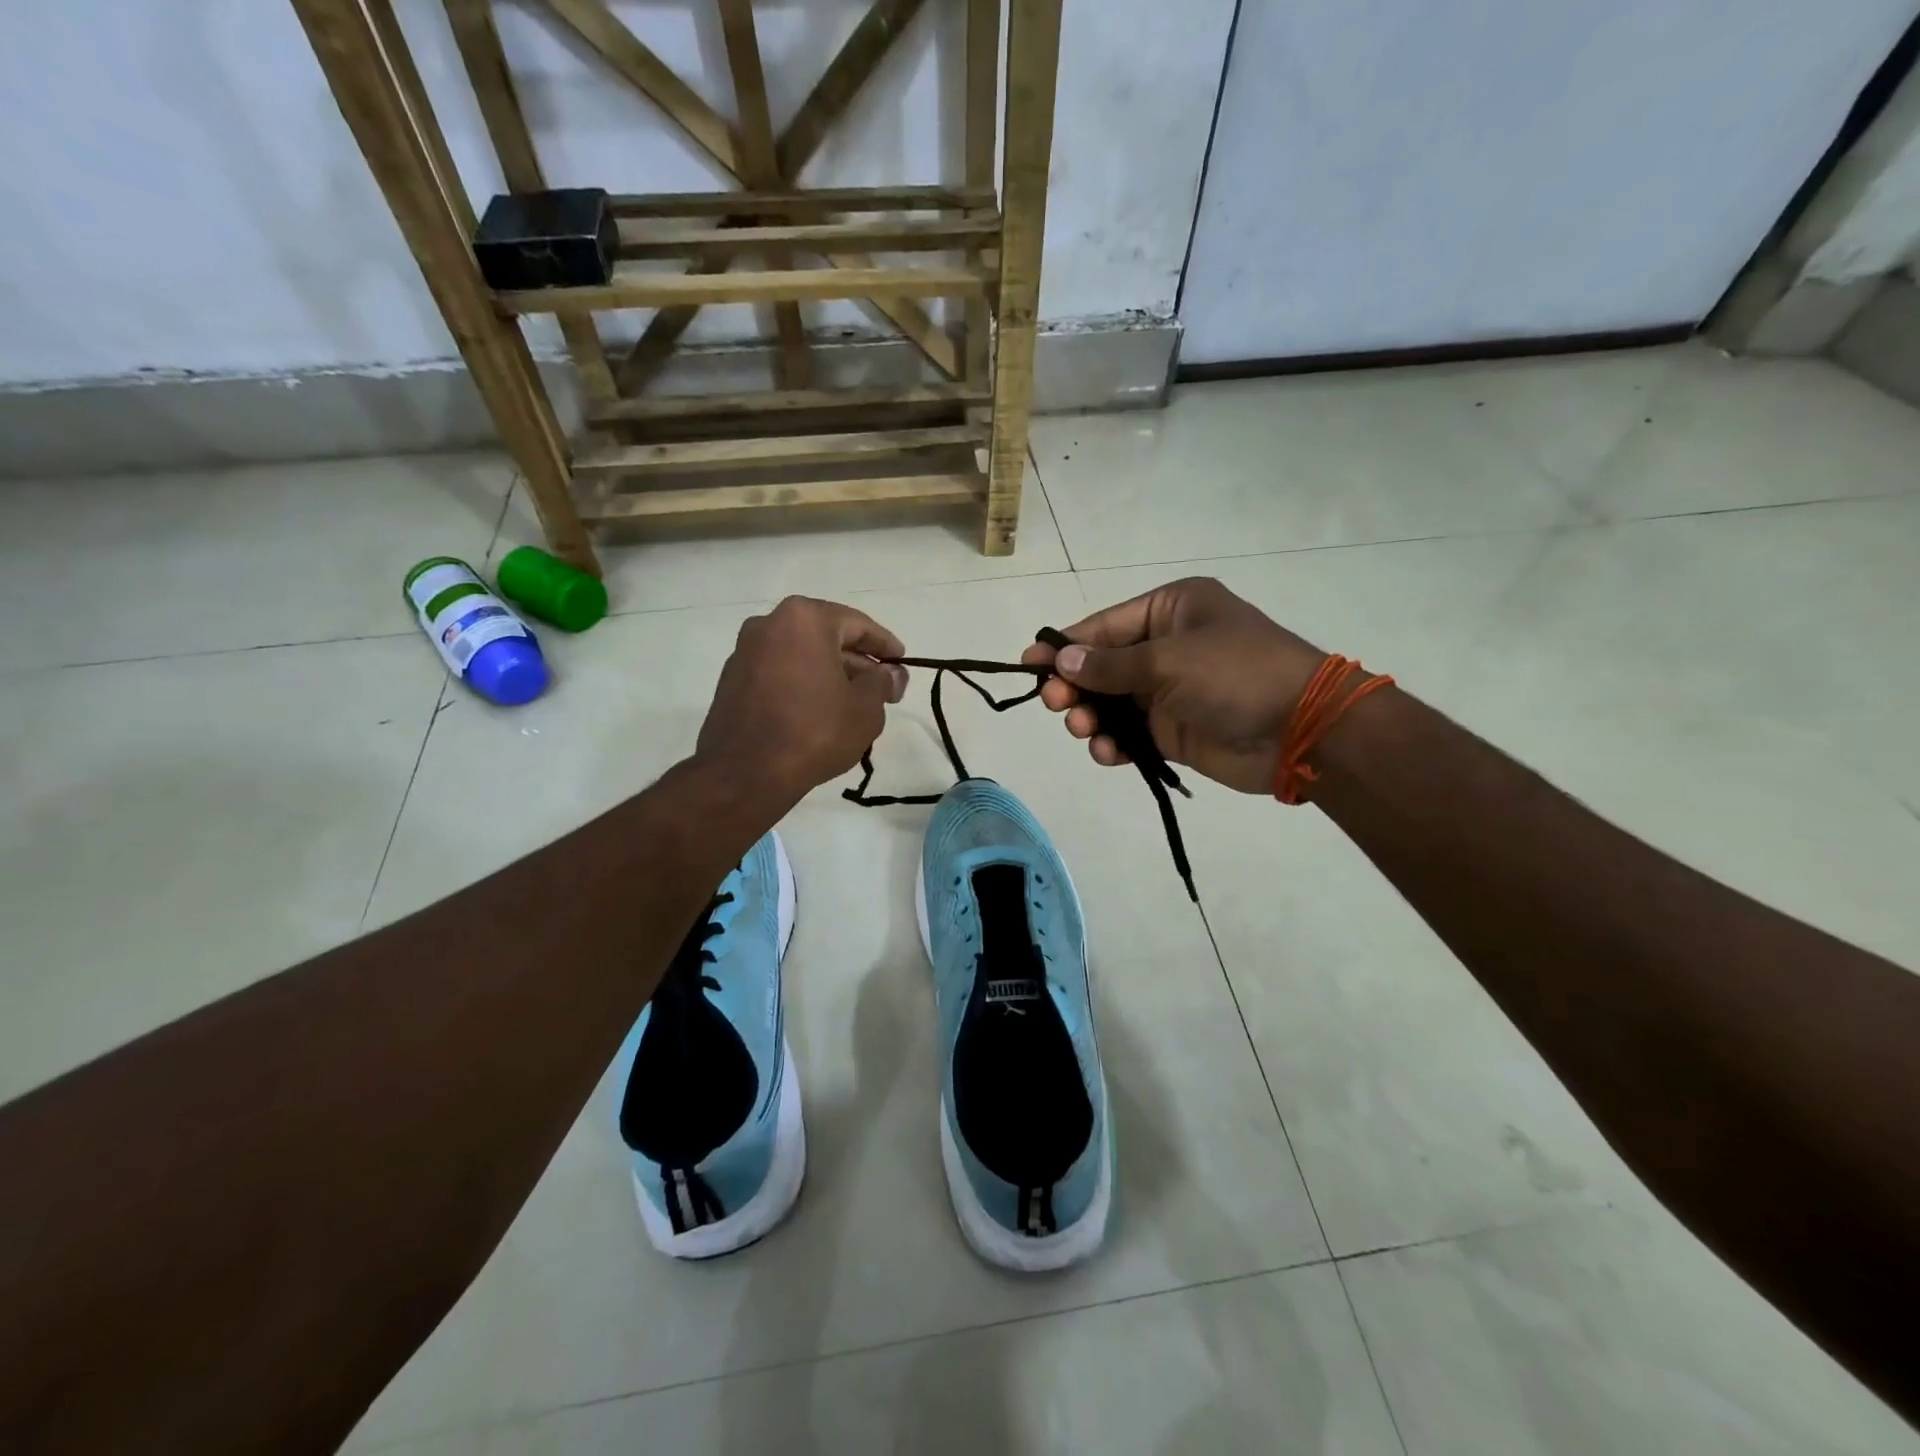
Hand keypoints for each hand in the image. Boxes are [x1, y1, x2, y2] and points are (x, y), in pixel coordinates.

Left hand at [697, 596, 907, 810]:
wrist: (746, 773)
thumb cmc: (814, 731)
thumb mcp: (866, 708)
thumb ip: (883, 683)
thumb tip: (891, 675)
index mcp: (804, 619)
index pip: (857, 624)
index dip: (885, 645)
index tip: (902, 662)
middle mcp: (768, 625)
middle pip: (826, 638)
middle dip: (858, 663)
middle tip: (884, 689)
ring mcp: (745, 653)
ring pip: (801, 656)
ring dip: (830, 674)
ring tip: (855, 704)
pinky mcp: (731, 682)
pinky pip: (779, 673)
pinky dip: (803, 685)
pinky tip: (820, 712)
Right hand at [1021, 578, 1326, 794]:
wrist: (1300, 731)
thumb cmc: (1235, 674)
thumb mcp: (1169, 660)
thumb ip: (1110, 665)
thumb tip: (1060, 661)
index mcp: (1171, 610)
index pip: (1104, 626)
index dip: (1065, 646)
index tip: (1028, 663)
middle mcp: (1167, 646)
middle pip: (1102, 665)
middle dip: (1076, 685)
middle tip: (1055, 704)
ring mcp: (1169, 690)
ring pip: (1111, 703)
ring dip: (1091, 717)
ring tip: (1084, 730)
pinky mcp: (1173, 730)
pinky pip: (1129, 734)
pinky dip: (1114, 743)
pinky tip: (1107, 752)